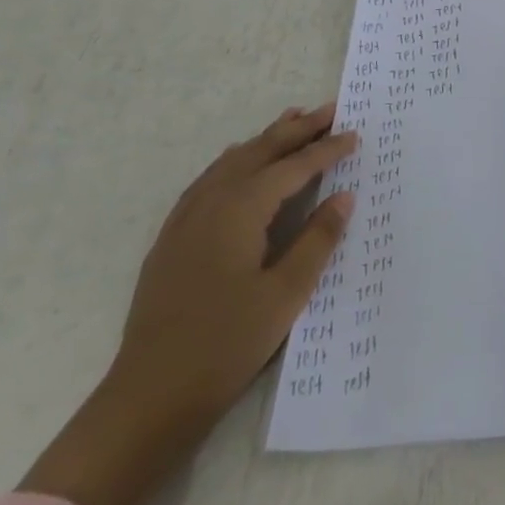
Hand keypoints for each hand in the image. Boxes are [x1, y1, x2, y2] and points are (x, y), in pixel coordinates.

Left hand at [19, 103, 357, 504]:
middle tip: (329, 109)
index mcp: (240, 211)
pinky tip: (238, 165)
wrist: (149, 395)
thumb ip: (317, 240)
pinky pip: (208, 180)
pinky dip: (234, 161)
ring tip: (290, 121)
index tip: (354, 134)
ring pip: (231, 161)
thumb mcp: (286, 294)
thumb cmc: (227, 343)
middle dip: (296, 129)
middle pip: (259, 152)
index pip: (292, 168)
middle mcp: (210, 203)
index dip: (326, 149)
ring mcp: (185, 220)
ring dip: (265, 140)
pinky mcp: (172, 239)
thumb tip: (343, 197)